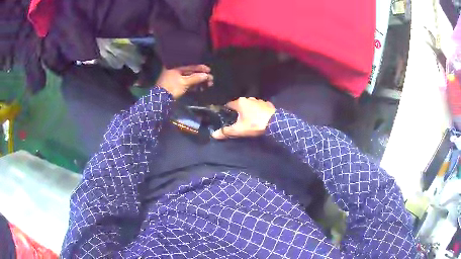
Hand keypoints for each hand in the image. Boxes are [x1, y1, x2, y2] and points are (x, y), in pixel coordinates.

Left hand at [157, 65, 212, 98]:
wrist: (161, 99)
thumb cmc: (172, 87)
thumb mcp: (184, 82)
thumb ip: (196, 78)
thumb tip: (207, 75)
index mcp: (175, 67)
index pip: (191, 66)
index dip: (201, 68)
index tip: (209, 70)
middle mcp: (175, 70)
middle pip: (191, 72)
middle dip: (201, 76)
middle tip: (210, 80)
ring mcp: (175, 78)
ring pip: (189, 78)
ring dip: (198, 81)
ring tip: (207, 85)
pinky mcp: (176, 85)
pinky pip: (186, 82)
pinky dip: (193, 85)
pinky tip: (200, 88)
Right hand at [212, 97, 275, 138]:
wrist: (275, 123)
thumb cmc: (254, 124)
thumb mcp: (239, 130)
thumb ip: (226, 131)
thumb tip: (213, 135)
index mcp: (240, 102)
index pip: (228, 104)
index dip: (226, 111)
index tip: (225, 117)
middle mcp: (249, 98)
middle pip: (239, 104)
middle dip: (237, 111)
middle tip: (236, 120)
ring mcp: (259, 100)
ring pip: (249, 105)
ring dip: (247, 111)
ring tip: (247, 119)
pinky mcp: (267, 104)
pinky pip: (258, 107)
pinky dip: (256, 111)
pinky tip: (257, 117)